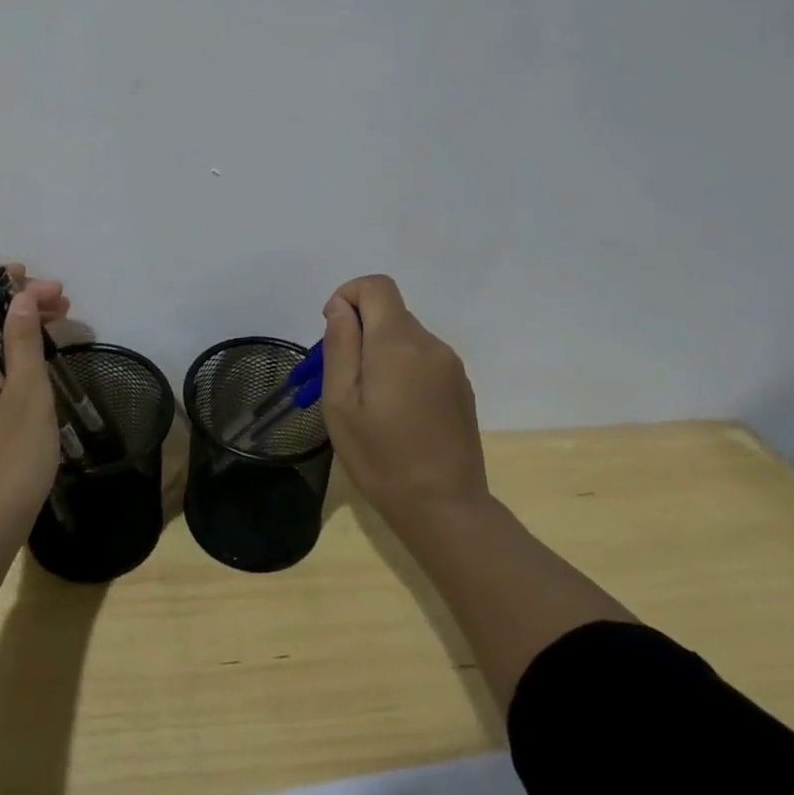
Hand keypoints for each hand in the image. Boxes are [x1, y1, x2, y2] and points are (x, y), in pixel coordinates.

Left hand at [0, 263, 68, 545]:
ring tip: (60, 323)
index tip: (21, 274)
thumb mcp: (28, 393)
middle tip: (61, 300)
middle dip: (12, 299)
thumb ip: (22, 339)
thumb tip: (19, 295)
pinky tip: (39, 363)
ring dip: (14, 326)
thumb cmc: (8, 459)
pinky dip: (8, 353)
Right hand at [318, 275, 487, 535]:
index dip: (348, 296)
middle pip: (389, 312)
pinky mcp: (460, 388)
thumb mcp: (340, 402)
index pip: (376, 285)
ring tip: (366, 402)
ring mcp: (450, 366)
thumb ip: (340, 345)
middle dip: (359, 331)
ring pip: (405, 337)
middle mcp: (430, 344)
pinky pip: (422, 360)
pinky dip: (401, 369)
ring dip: (379, 353)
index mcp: (398, 342)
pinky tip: (395, 412)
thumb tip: (341, 307)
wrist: (445, 508)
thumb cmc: (381, 456)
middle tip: (340, 378)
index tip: (333, 333)